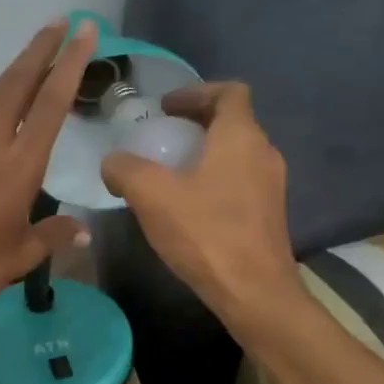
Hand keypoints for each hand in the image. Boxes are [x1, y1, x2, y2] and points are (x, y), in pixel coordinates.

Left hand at [0, 19, 96, 325]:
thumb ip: (54, 236)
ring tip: (39, 52)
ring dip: (18, 69)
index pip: (49, 105)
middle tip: (62, 21)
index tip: (83, 32)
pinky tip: (8, 109)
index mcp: (17, 167)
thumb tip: (82, 230)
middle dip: (41, 50)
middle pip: (16, 84)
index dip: (68, 65)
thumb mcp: (20, 256)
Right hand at [100, 81, 300, 321]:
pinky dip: (215, 180)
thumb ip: (125, 170)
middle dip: (196, 123)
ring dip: (205, 154)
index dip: (196, 91)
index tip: (167, 108)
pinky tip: (188, 207)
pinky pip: (240, 182)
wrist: (254, 292)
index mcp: (241, 136)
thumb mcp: (152, 196)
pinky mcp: (269, 215)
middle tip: (162, 137)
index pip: (229, 92)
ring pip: (237, 154)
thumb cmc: (206, 234)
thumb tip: (112, 163)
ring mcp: (271, 186)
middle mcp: (264, 153)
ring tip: (170, 174)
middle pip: (233, 122)